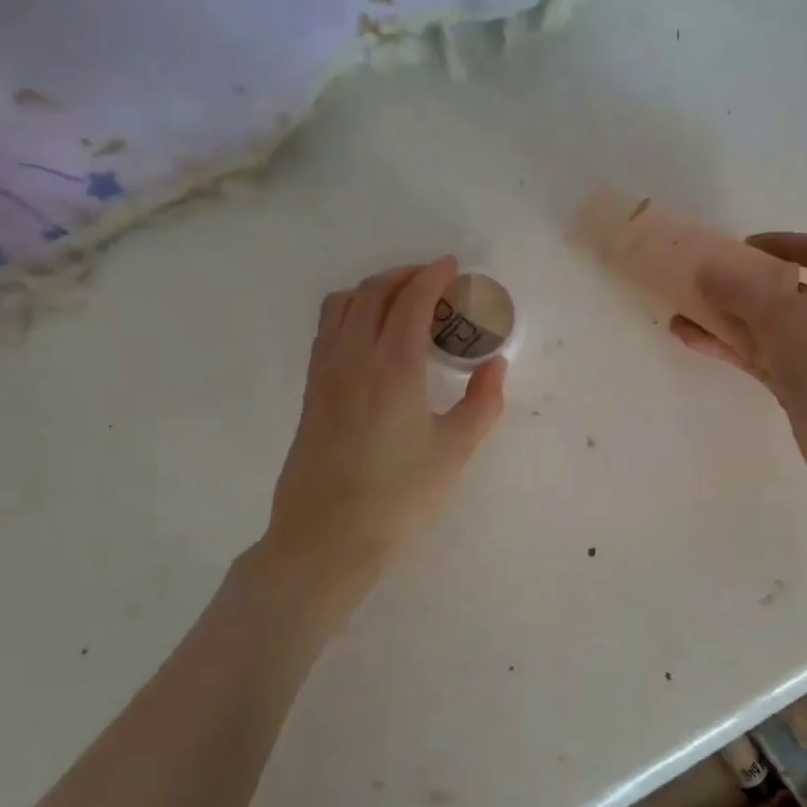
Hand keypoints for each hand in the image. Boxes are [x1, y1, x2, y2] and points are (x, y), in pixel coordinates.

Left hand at [260, 256, 505, 574]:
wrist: (326, 539)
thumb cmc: (399, 497)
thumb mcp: (455, 452)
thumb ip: (482, 403)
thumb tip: (494, 366)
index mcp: (393, 366)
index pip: (411, 301)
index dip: (433, 276)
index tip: (453, 267)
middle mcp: (352, 357)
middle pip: (372, 292)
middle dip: (405, 275)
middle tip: (434, 281)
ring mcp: (324, 373)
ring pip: (342, 305)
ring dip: (374, 290)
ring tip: (402, 303)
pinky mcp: (312, 392)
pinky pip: (328, 329)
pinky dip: (352, 312)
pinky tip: (372, 337)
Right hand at [671, 233, 806, 495]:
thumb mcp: (777, 311)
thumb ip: (736, 287)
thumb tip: (704, 270)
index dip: (779, 243)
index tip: (742, 247)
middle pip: (785, 288)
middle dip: (743, 284)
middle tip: (706, 280)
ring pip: (767, 325)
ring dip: (727, 317)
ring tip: (684, 309)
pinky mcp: (801, 382)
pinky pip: (760, 354)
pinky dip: (730, 345)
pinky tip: (691, 338)